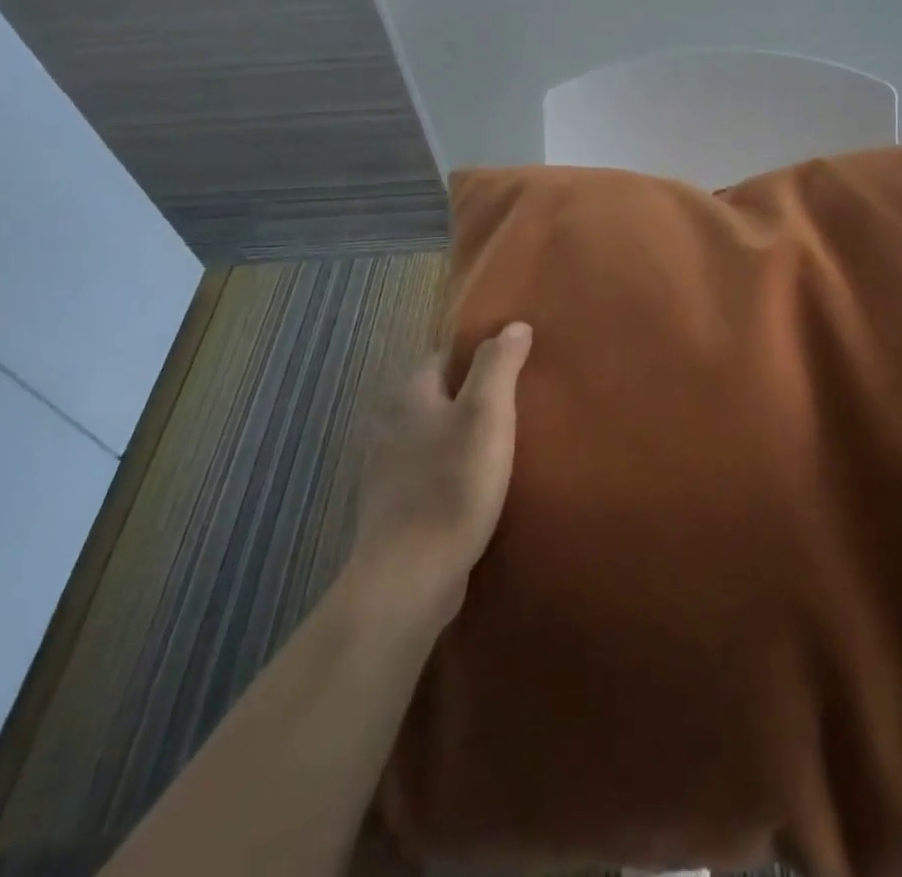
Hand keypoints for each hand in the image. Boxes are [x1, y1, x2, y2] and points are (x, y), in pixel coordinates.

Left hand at [346, 323, 532, 621]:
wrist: (411, 576)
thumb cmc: (452, 484)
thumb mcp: (485, 414)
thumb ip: (498, 366)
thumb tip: (513, 325)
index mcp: (410, 397)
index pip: (441, 357)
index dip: (473, 354)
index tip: (508, 360)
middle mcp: (391, 426)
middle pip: (434, 396)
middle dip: (467, 394)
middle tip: (513, 400)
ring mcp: (388, 471)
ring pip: (431, 436)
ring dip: (459, 435)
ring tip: (501, 441)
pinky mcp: (395, 509)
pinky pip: (428, 473)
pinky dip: (450, 470)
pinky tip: (476, 485)